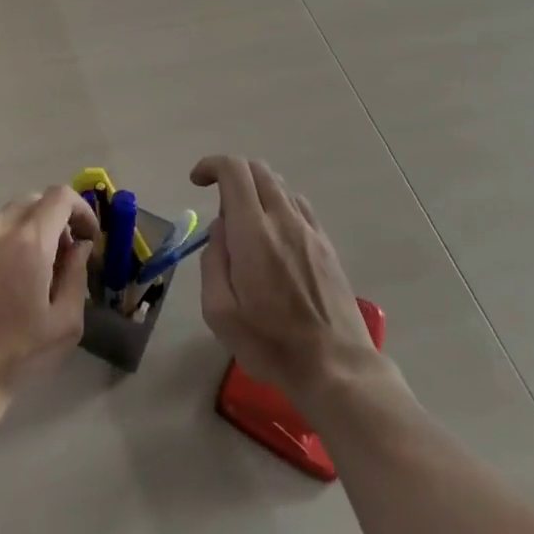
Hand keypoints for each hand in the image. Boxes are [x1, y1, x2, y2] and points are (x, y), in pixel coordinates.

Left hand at [0, 186, 98, 436]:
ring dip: (37, 226)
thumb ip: (77, 275)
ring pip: (15, 213)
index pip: (61, 196)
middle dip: (60, 218)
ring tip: (44, 266)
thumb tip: (80, 247)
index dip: (82, 209)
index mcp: (30, 241)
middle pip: (37, 199)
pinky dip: (15, 237)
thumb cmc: (16, 355)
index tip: (89, 237)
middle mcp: (1, 229)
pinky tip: (17, 276)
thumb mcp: (65, 323)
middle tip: (70, 253)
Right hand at [193, 154, 382, 405]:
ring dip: (255, 190)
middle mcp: (284, 220)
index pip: (234, 170)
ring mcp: (310, 230)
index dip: (212, 165)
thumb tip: (220, 230)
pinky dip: (278, 205)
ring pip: (279, 185)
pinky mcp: (326, 245)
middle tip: (218, 206)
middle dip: (231, 174)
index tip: (196, 182)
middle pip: (258, 169)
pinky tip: (273, 237)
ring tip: (245, 226)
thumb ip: (213, 261)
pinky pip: (298, 205)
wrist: (336, 368)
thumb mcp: (219, 312)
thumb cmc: (270, 344)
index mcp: (254, 232)